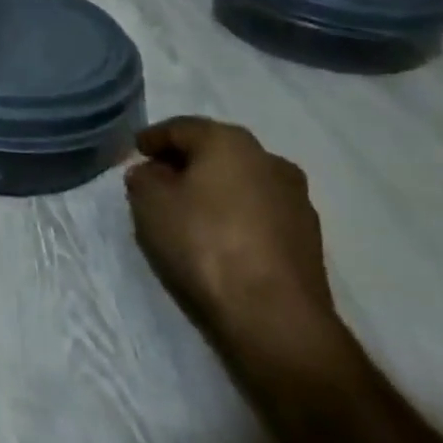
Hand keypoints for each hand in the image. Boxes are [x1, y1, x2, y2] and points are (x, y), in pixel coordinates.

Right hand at [124, 117, 352, 383]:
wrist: (273, 315)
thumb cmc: (202, 243)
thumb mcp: (149, 203)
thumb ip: (144, 178)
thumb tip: (153, 173)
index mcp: (230, 142)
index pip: (181, 127)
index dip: (153, 137)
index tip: (135, 150)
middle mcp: (269, 160)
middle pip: (216, 151)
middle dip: (186, 161)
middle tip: (157, 178)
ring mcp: (295, 199)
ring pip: (241, 181)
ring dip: (213, 189)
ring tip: (186, 211)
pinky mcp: (307, 236)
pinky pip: (258, 211)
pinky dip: (234, 214)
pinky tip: (216, 236)